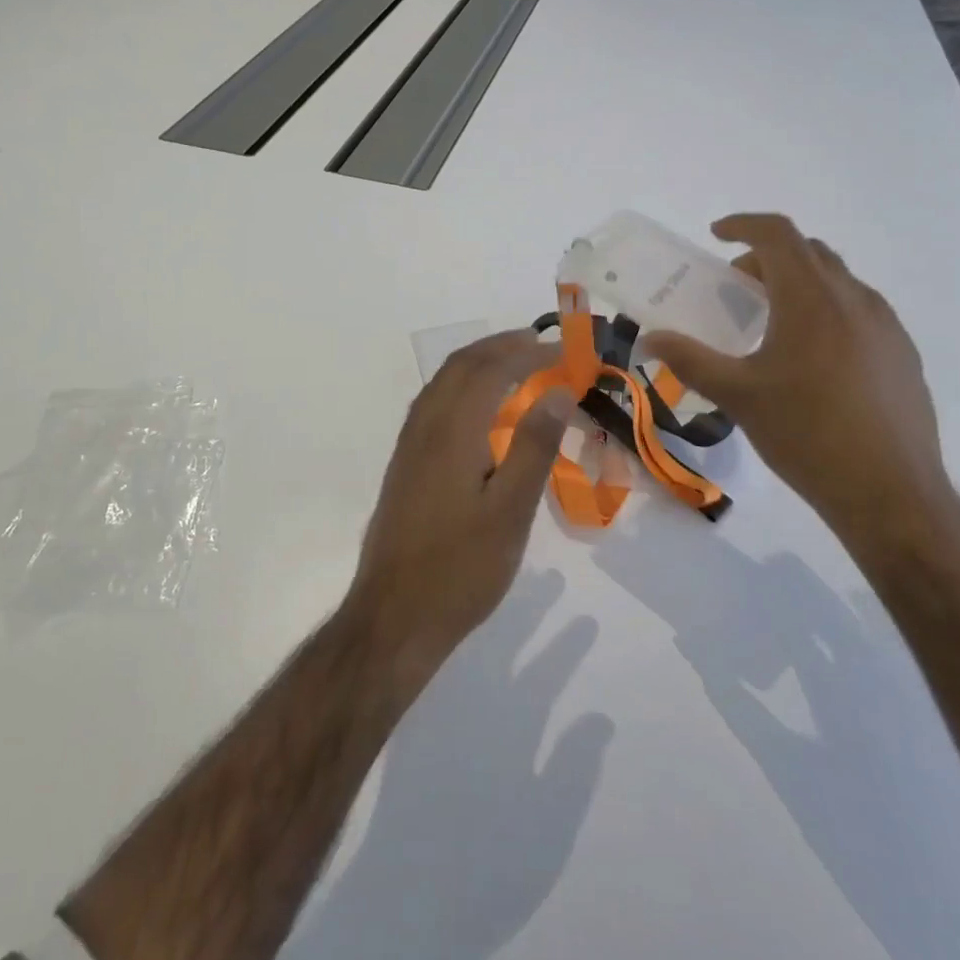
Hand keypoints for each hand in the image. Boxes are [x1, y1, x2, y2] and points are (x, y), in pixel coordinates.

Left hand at [350, 331, 571, 667]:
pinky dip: (462, 386)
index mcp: (452, 430)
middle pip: (461, 365)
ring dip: (479, 362)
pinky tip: (481, 409)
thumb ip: (534, 447)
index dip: (528, 352)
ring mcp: (409, 444)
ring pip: (443, 382)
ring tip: (516, 364)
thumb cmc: (461, 569)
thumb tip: (557, 391)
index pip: (491, 369)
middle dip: (501, 346)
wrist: (394, 616)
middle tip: (541, 343)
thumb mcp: (510, 511)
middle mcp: (425, 426)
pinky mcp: (405, 464)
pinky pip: (434, 403)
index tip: (565, 348)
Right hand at [646, 214, 956, 544]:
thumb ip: (690, 360)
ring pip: (838, 281)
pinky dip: (827, 311)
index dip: (743, 224)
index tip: (716, 235)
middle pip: (809, 253)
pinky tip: (813, 360)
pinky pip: (859, 312)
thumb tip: (650, 339)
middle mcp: (854, 300)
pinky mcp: (903, 355)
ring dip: (800, 284)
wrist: (890, 493)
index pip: (778, 235)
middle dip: (768, 258)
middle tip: (738, 288)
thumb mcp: (738, 395)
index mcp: (812, 299)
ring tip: (773, 325)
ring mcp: (887, 327)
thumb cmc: (806, 434)